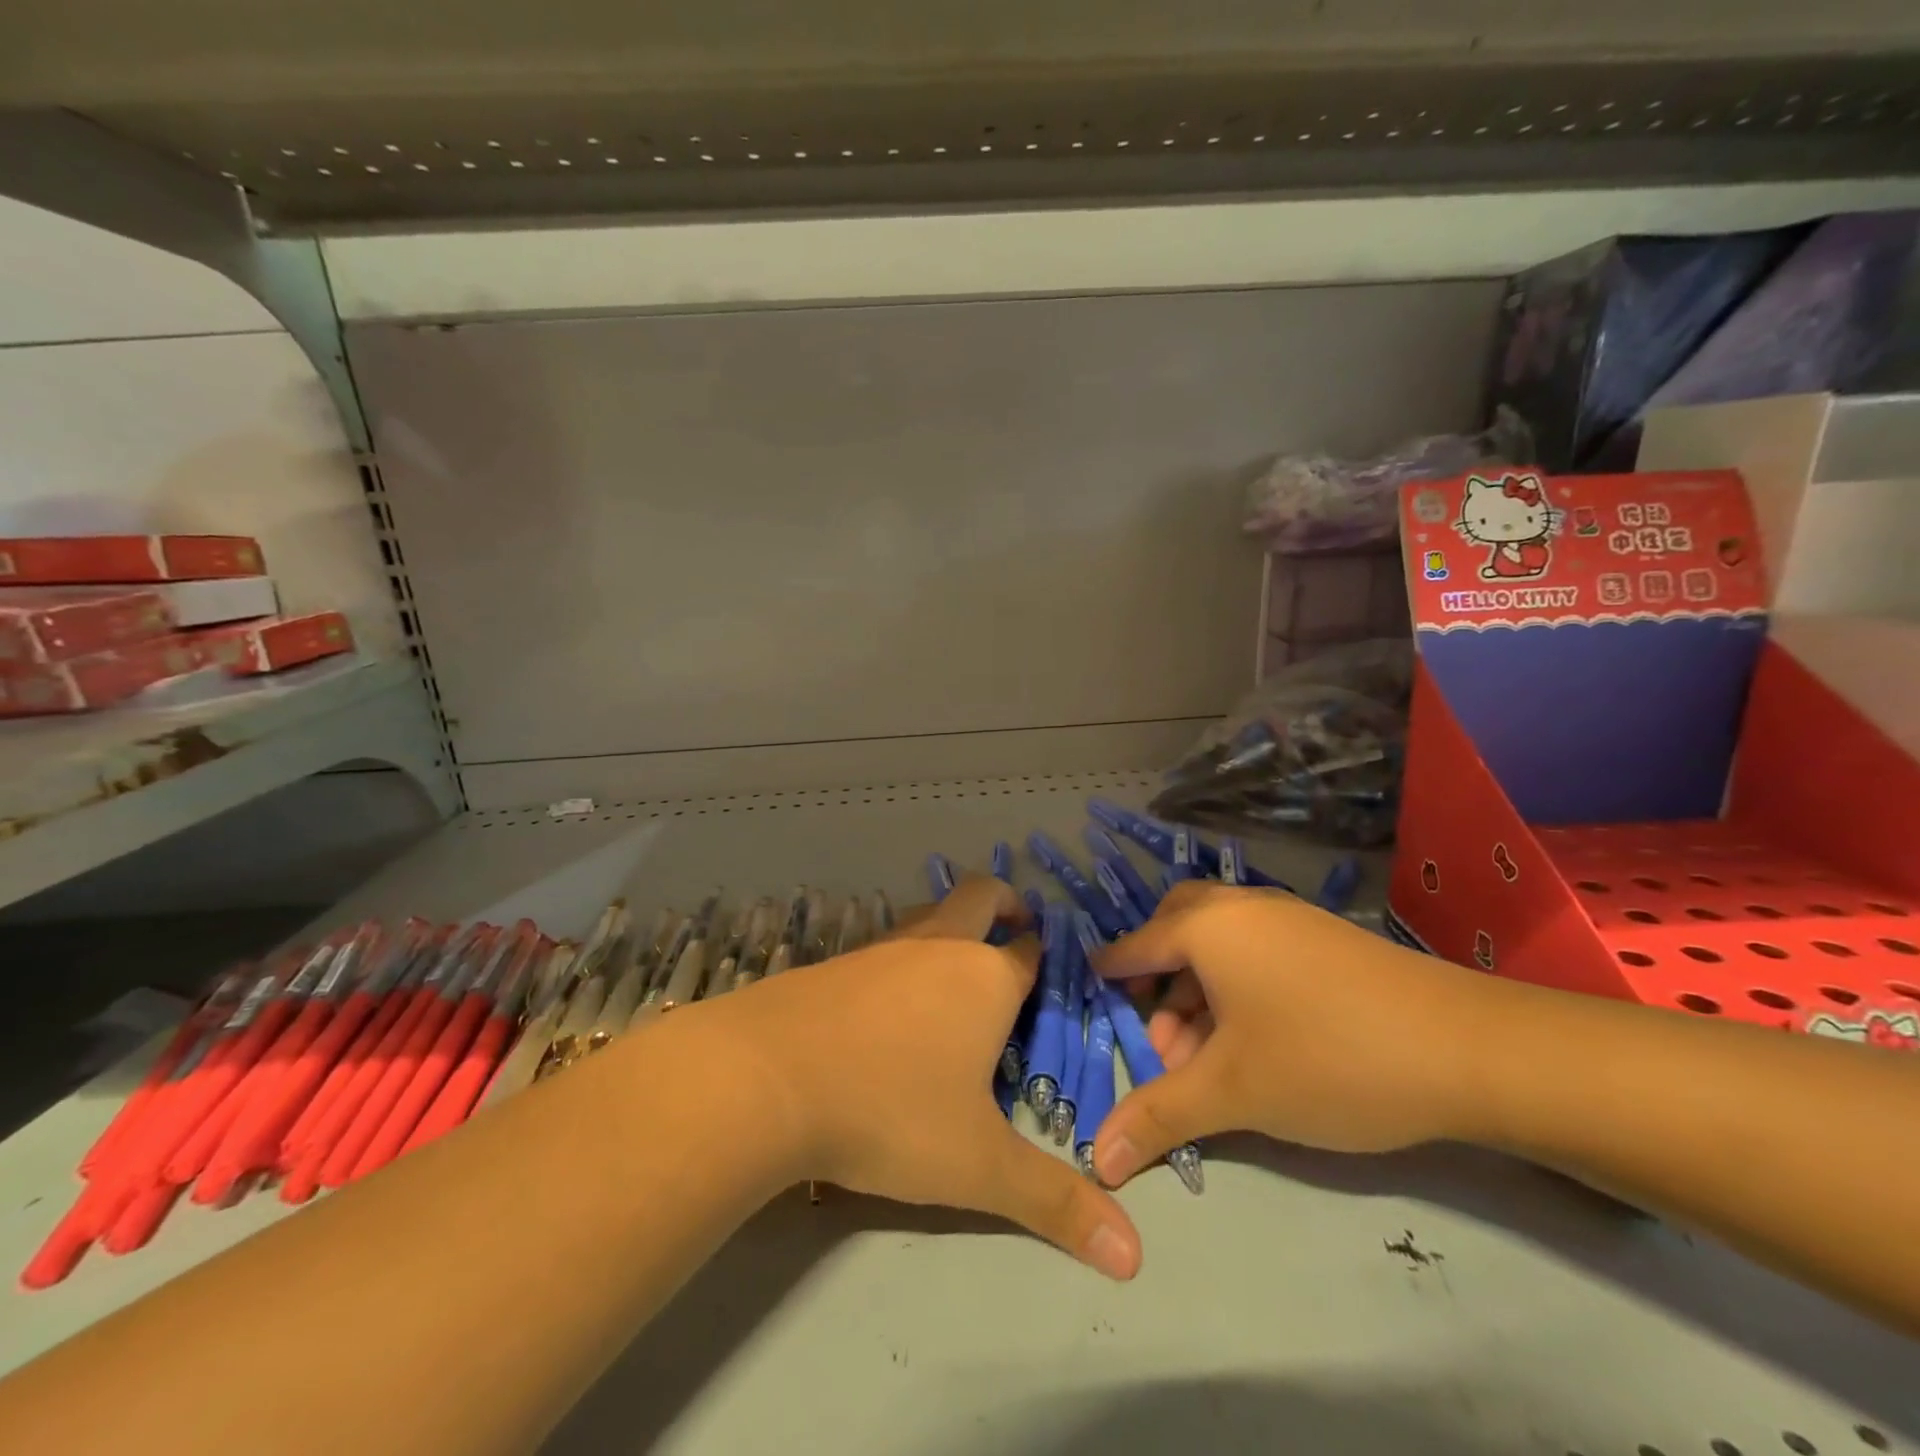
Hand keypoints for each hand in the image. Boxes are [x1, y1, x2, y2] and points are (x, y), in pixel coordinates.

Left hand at [697, 877, 1142, 1279]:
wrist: (766, 1077)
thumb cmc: (889, 1111)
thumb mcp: (977, 1165)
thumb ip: (1054, 1203)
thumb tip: (1134, 1257)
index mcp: (985, 978)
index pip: (1030, 949)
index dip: (1044, 954)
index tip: (1051, 967)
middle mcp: (939, 947)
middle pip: (980, 894)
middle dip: (1004, 902)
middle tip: (1015, 927)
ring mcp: (883, 948)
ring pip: (930, 913)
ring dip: (950, 924)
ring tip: (957, 965)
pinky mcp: (838, 961)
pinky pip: (886, 943)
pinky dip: (903, 953)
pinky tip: (890, 999)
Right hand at [1090, 882, 1495, 1185]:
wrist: (1469, 1048)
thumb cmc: (1326, 1057)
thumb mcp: (1233, 1092)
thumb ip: (1158, 1118)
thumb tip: (1096, 1163)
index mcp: (1207, 927)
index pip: (1136, 946)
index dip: (1111, 975)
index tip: (1093, 994)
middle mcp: (1241, 907)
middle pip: (1176, 927)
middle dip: (1156, 975)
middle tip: (1157, 1030)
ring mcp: (1288, 917)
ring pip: (1220, 941)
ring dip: (1198, 987)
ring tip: (1206, 1053)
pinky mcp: (1325, 938)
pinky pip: (1257, 948)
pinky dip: (1236, 982)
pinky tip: (1254, 1035)